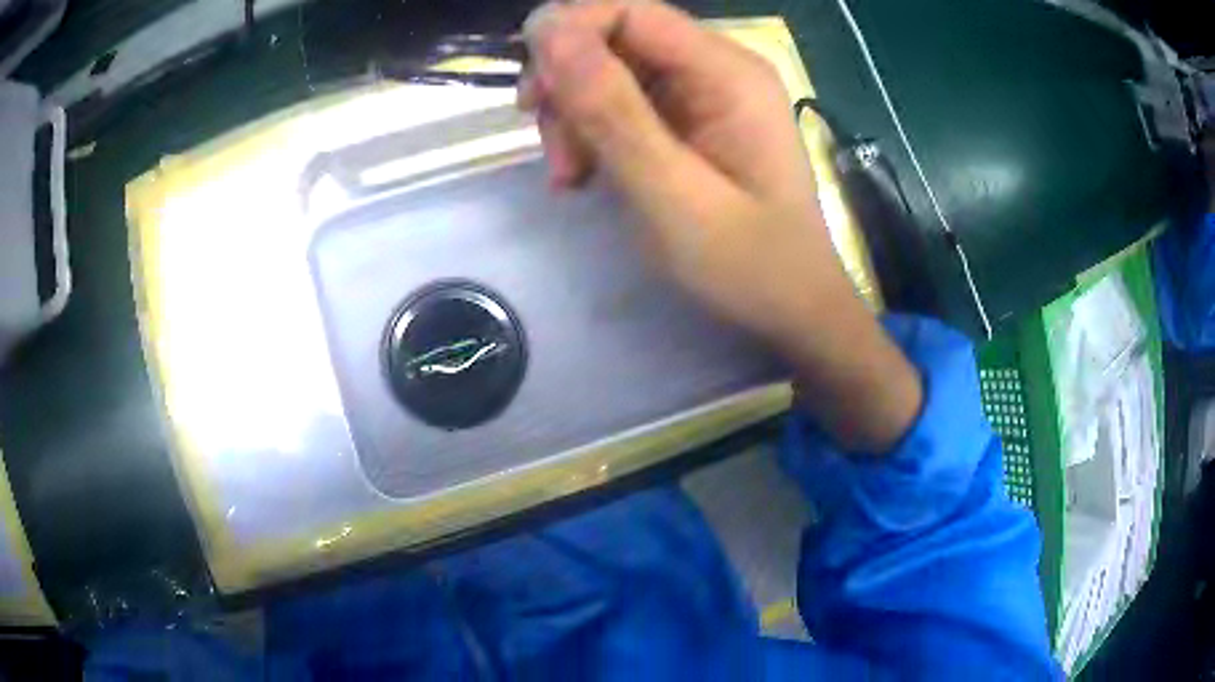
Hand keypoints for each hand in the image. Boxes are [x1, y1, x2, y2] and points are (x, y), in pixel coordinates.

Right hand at [519, 0, 921, 451]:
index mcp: (727, 71)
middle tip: (558, 158)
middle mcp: (717, 69)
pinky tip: (587, 177)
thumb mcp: (670, 192)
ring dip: (575, 118)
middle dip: (569, 89)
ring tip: (571, 179)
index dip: (567, 35)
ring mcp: (705, 96)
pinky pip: (624, 107)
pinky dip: (594, 136)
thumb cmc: (746, 265)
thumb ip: (609, 108)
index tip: (530, 98)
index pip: (629, 11)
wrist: (793, 314)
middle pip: (615, 41)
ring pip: (610, 75)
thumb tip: (544, 27)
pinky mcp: (691, 124)